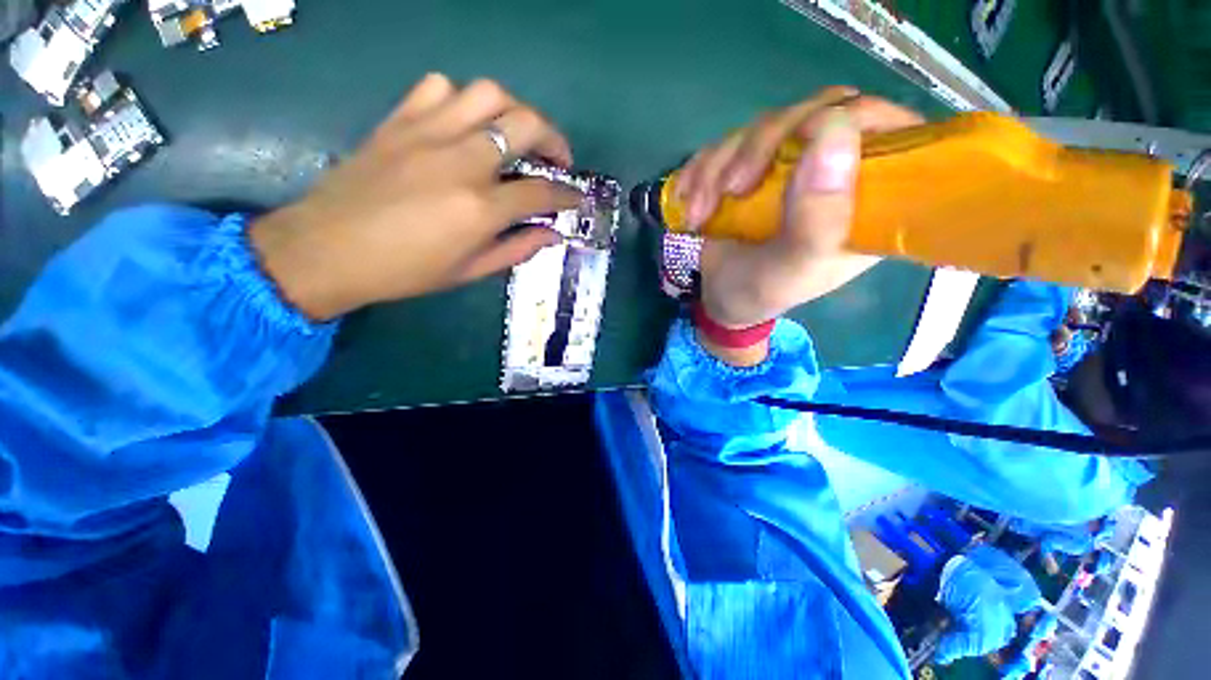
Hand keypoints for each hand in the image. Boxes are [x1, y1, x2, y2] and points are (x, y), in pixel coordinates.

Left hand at [250, 74, 582, 320]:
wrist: (327, 250)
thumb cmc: (405, 271)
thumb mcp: (470, 272)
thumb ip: (517, 248)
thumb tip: (551, 234)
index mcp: (480, 208)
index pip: (541, 191)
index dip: (567, 195)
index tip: (576, 198)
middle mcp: (462, 161)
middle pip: (525, 125)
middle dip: (554, 139)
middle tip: (558, 158)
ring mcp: (428, 133)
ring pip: (488, 94)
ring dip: (514, 111)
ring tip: (517, 134)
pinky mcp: (400, 120)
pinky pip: (440, 88)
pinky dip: (464, 100)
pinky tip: (466, 123)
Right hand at [680, 89, 923, 347]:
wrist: (719, 296)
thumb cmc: (762, 291)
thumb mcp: (793, 269)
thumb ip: (819, 218)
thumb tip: (836, 130)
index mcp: (870, 198)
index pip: (888, 128)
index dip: (850, 118)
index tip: (802, 140)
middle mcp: (835, 171)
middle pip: (816, 112)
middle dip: (763, 146)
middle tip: (733, 189)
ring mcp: (790, 163)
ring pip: (764, 126)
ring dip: (719, 167)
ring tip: (699, 214)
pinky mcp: (752, 164)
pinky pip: (727, 143)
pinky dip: (701, 171)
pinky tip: (690, 203)